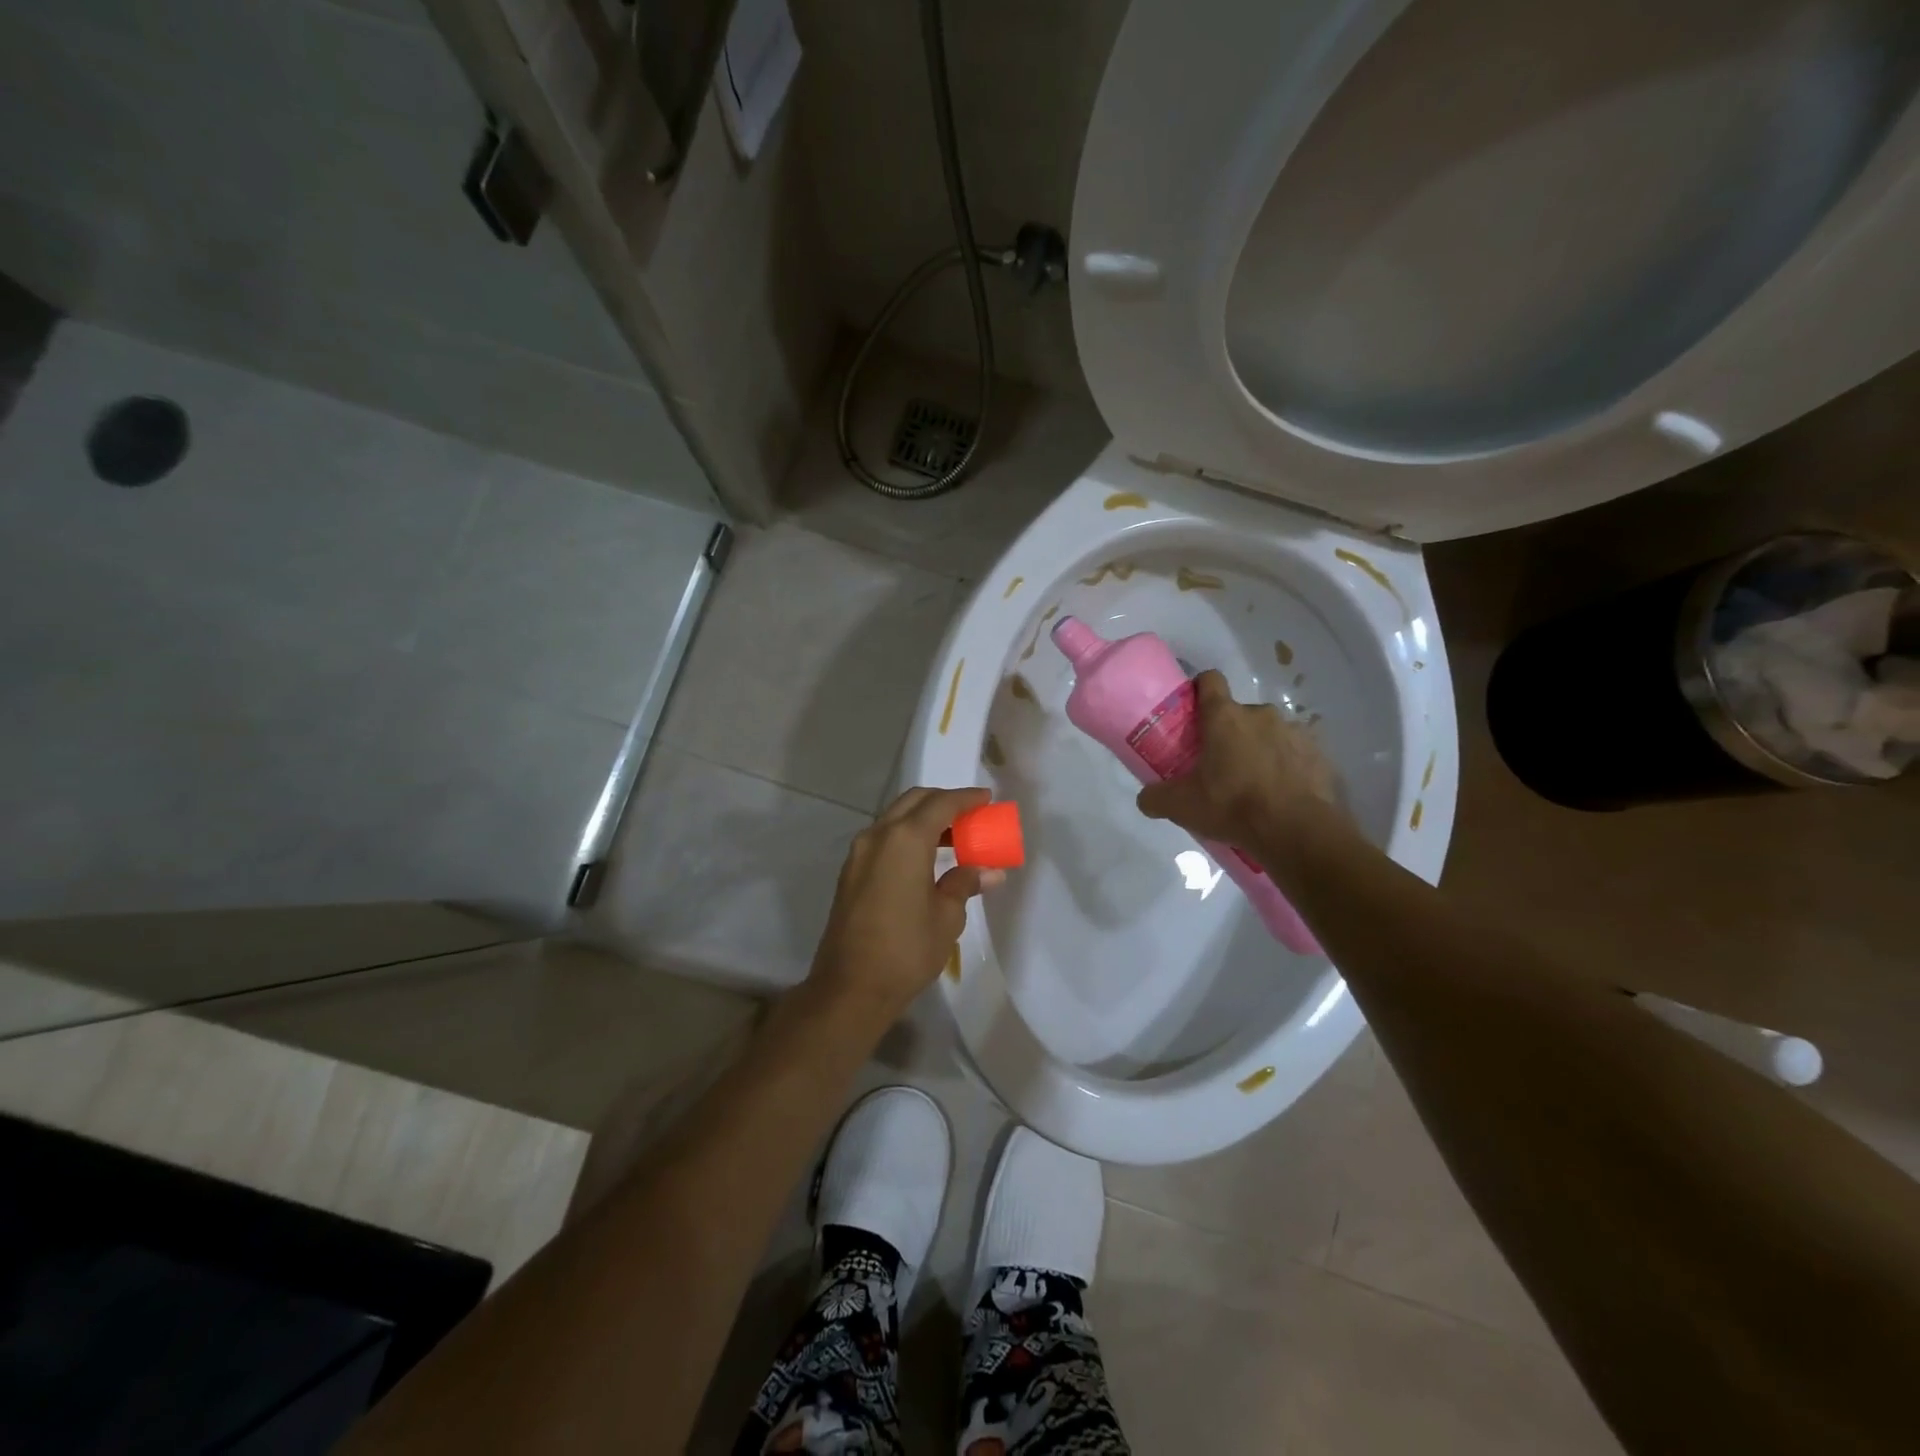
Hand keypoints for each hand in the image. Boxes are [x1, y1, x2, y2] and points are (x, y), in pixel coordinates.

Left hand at [809, 786, 1002, 1016]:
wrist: (850, 987)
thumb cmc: (906, 949)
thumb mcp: (947, 916)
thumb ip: (965, 883)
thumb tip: (989, 871)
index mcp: (905, 839)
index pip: (941, 804)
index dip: (966, 798)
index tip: (987, 799)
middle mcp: (878, 836)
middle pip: (913, 801)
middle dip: (943, 802)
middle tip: (970, 815)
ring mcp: (859, 853)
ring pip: (895, 818)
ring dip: (923, 819)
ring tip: (953, 838)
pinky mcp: (851, 872)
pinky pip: (883, 839)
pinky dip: (906, 836)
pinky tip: (925, 859)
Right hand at [1136, 670, 1341, 854]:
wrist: (1297, 831)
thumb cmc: (1232, 806)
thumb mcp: (1181, 806)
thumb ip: (1155, 797)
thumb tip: (1145, 798)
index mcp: (1224, 717)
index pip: (1210, 681)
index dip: (1200, 689)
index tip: (1193, 710)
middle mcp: (1261, 714)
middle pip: (1239, 714)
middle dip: (1229, 734)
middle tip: (1220, 766)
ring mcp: (1294, 732)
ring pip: (1269, 734)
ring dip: (1260, 750)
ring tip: (1254, 785)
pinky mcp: (1319, 755)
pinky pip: (1296, 755)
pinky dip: (1287, 768)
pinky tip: (1281, 795)